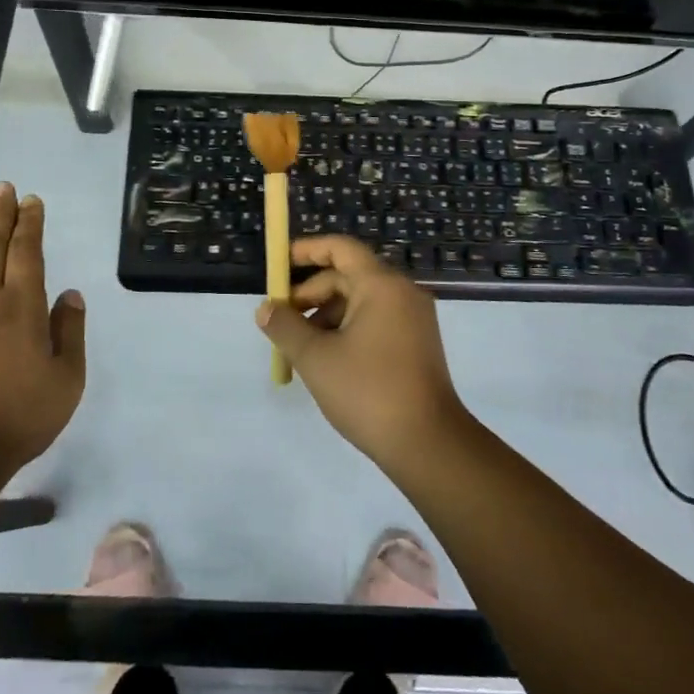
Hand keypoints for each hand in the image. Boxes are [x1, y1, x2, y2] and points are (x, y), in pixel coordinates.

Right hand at [257, 235, 467, 466]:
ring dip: (327, 315)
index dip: (308, 250)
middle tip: (282, 319)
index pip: (341, 248)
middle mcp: (402, 293)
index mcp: (381, 285)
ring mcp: (414, 319)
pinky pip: (376, 320)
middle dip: (312, 293)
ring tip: (300, 346)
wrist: (429, 445)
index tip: (280, 263)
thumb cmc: (368, 392)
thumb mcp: (316, 358)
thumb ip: (286, 327)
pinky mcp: (417, 344)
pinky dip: (348, 329)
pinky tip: (328, 359)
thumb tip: (265, 308)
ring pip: (361, 301)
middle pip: (349, 276)